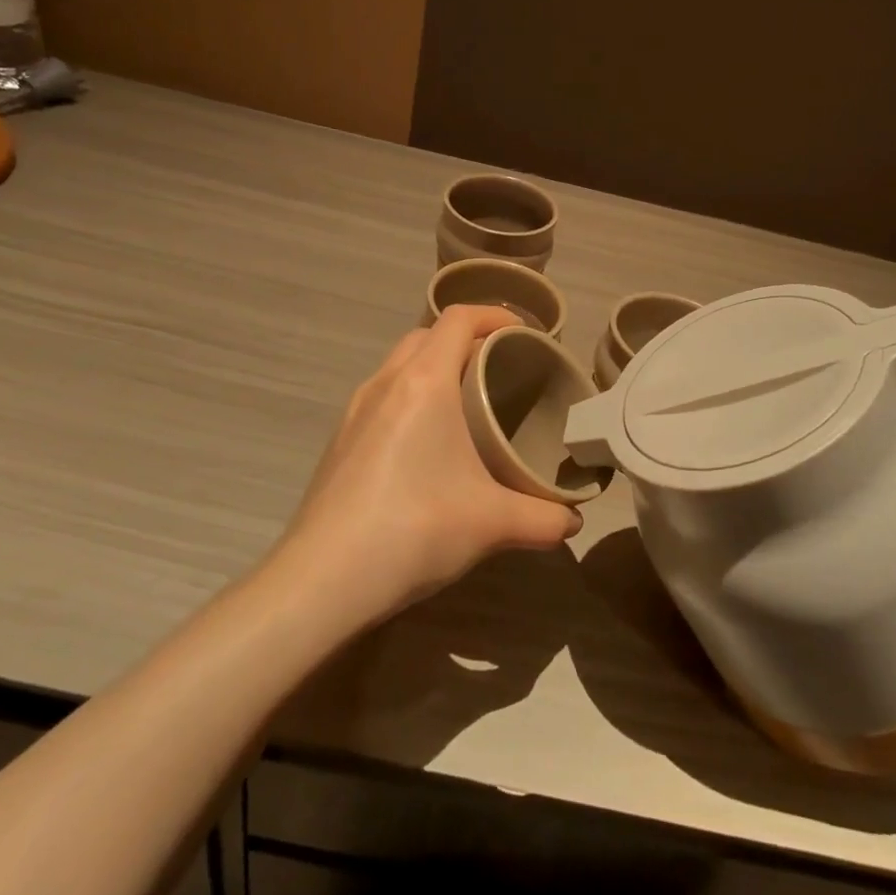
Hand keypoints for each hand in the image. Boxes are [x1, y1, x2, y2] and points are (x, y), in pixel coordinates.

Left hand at [273, 306, 582, 628]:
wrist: (323, 579)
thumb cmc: (414, 529)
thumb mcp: (492, 523)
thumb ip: (544, 518)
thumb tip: (573, 521)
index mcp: (423, 382)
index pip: (459, 319)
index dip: (495, 315)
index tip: (526, 333)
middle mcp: (385, 383)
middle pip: (427, 335)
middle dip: (466, 340)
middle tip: (500, 369)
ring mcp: (355, 410)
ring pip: (400, 364)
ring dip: (434, 368)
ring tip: (467, 403)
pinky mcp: (340, 439)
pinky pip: (382, 396)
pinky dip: (410, 397)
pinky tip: (427, 444)